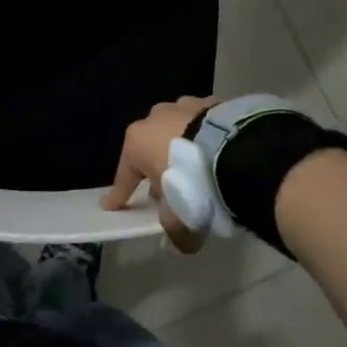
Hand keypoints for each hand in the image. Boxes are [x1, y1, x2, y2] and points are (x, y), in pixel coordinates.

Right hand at [101, 96, 214, 253]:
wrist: (234, 148)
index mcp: (137, 141)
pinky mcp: (211, 102)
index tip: (112, 206)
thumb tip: (180, 244)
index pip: (125, 176)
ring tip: (196, 167)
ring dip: (181, 146)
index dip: (120, 194)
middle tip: (168, 189)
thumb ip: (174, 229)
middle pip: (151, 148)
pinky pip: (202, 123)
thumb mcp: (178, 213)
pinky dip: (204, 137)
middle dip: (156, 167)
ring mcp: (183, 106)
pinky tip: (215, 152)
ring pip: (176, 130)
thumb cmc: (191, 180)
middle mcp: (154, 118)